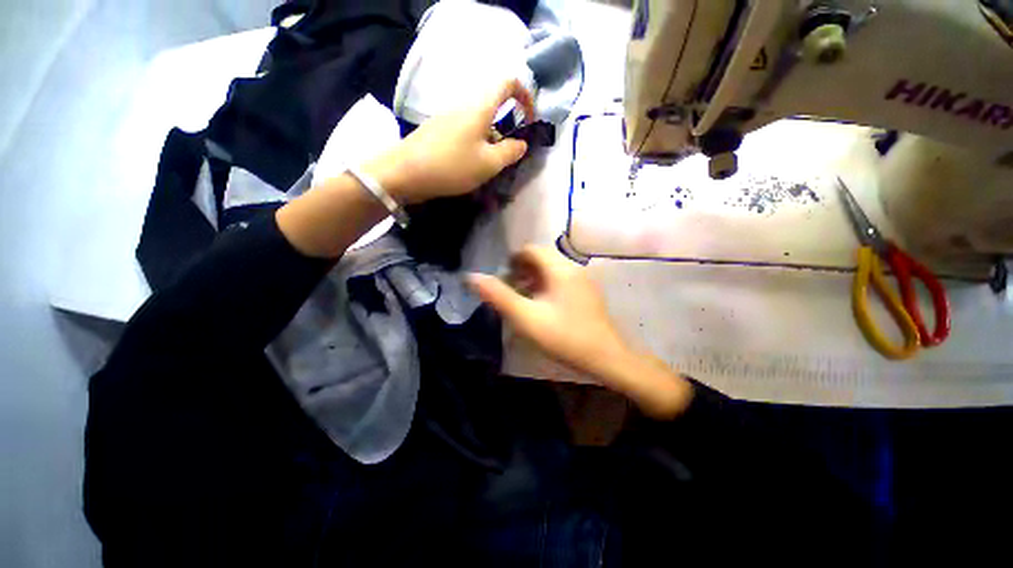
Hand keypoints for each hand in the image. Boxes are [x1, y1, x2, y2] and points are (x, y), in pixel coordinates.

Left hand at [363, 78, 535, 204]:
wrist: (405, 173)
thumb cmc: (452, 166)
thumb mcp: (489, 163)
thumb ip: (510, 152)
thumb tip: (521, 143)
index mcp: (480, 107)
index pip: (508, 83)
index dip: (525, 96)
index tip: (529, 121)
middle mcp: (464, 105)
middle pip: (494, 105)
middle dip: (507, 127)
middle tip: (508, 154)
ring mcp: (448, 117)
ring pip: (479, 122)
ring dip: (491, 140)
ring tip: (488, 167)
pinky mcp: (438, 130)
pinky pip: (465, 131)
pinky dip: (476, 144)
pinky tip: (469, 166)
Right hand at [468, 246, 693, 418]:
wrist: (605, 357)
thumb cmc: (563, 336)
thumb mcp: (526, 318)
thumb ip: (498, 296)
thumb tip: (472, 277)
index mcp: (559, 269)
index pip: (531, 249)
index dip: (513, 260)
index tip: (502, 278)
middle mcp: (573, 267)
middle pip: (541, 257)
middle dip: (522, 269)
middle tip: (510, 289)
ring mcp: (583, 279)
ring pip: (552, 268)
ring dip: (534, 277)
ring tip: (523, 297)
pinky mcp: (587, 291)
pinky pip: (562, 278)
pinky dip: (547, 284)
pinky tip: (542, 304)